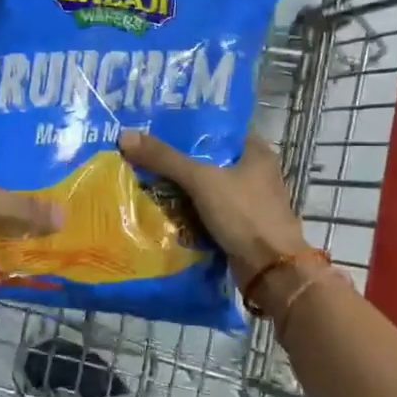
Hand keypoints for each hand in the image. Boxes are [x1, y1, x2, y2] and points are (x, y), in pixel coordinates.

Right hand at [119, 129, 307, 282]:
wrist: (270, 269)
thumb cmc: (244, 214)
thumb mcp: (202, 180)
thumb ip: (165, 159)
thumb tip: (125, 136)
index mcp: (256, 153)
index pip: (220, 130)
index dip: (191, 127)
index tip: (159, 127)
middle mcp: (256, 174)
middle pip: (211, 160)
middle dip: (180, 160)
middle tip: (144, 153)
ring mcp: (249, 203)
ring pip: (208, 189)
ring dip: (182, 189)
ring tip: (145, 179)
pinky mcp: (241, 228)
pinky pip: (208, 214)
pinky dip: (189, 213)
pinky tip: (162, 210)